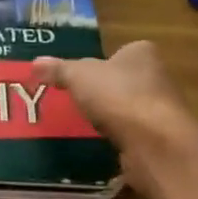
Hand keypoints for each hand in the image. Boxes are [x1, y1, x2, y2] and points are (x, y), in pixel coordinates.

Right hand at [33, 42, 197, 158]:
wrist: (154, 142)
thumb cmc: (117, 96)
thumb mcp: (78, 76)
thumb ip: (58, 70)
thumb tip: (35, 63)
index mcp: (142, 53)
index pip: (122, 52)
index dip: (102, 63)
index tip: (81, 78)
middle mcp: (158, 77)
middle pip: (126, 81)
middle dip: (106, 92)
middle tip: (79, 102)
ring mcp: (162, 110)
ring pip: (131, 109)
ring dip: (114, 118)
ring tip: (88, 126)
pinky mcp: (161, 139)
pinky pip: (134, 136)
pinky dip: (120, 140)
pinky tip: (104, 146)